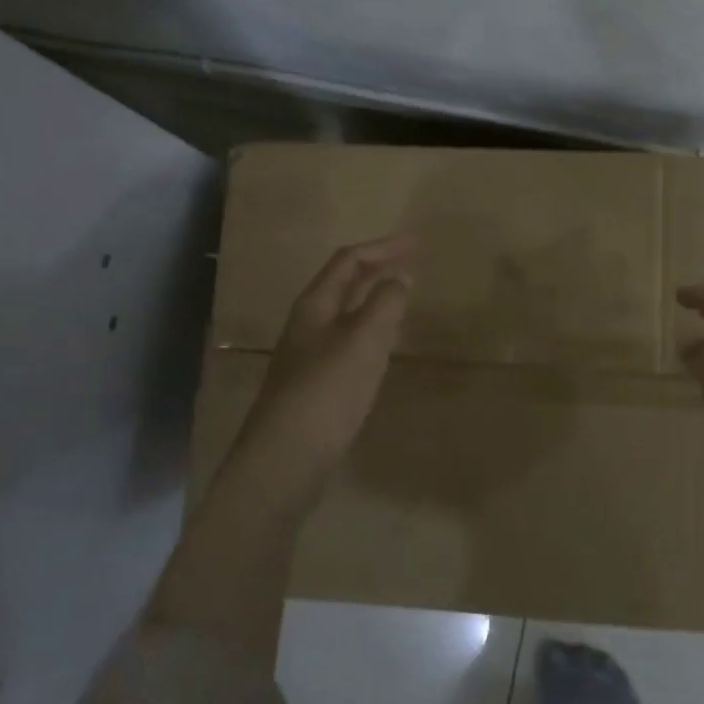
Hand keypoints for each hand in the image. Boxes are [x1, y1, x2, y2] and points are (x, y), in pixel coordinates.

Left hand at [241, 233, 416, 473]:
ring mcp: (308, 355)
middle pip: (344, 284)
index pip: (350, 260)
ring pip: (346, 314)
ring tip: (403, 298)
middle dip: (378, 269)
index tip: (419, 243)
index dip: (384, 247)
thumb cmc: (327, 391)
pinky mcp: (315, 385)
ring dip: (375, 299)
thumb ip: (385, 303)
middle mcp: (308, 323)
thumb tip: (400, 277)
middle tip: (414, 264)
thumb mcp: (364, 340)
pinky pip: (348, 343)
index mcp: (315, 304)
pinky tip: (385, 347)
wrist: (284, 460)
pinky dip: (372, 332)